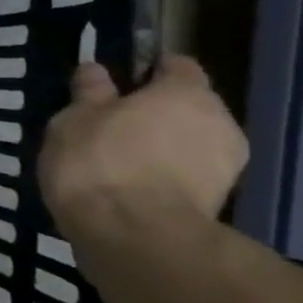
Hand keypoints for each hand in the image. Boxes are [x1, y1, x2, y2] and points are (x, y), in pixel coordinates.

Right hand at [39, 54, 249, 234]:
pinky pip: (188, 175)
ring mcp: (227, 165)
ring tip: (119, 162)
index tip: (116, 85)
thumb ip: (90, 93)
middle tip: (111, 126)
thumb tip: (96, 70)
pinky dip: (166, 176)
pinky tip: (132, 188)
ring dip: (162, 147)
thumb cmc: (99, 162)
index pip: (176, 65)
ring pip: (189, 143)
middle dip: (156, 113)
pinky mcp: (220, 203)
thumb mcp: (75, 120)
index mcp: (186, 93)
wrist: (135, 237)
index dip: (147, 71)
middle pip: (188, 106)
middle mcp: (219, 121)